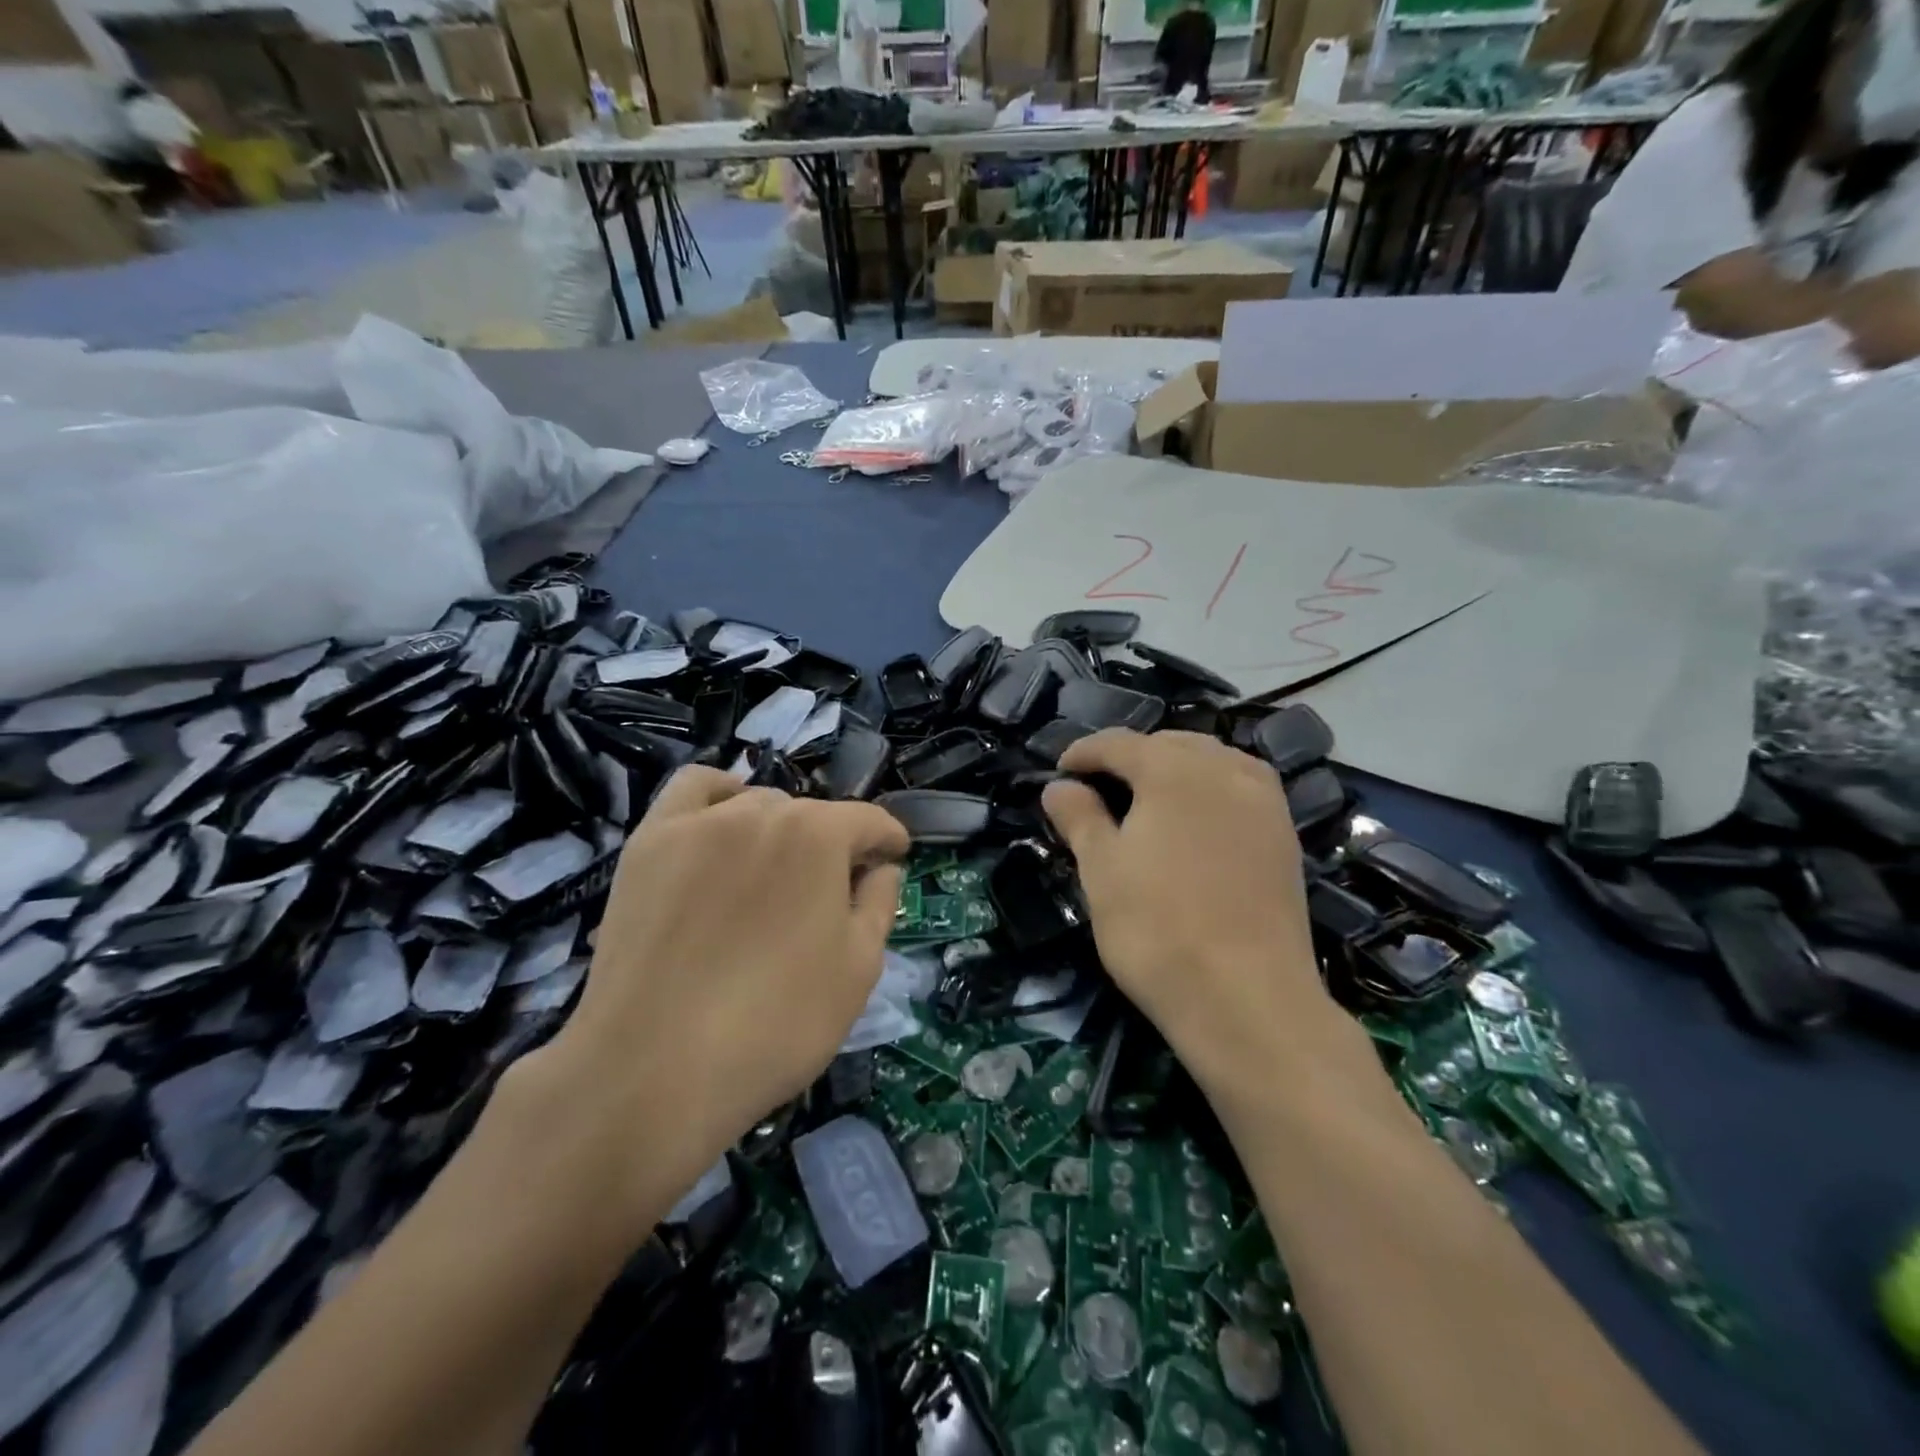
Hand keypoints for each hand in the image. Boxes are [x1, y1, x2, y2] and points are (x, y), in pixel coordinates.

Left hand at [522, 768, 906, 1224]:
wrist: (654, 1069)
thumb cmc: (776, 1024)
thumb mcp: (858, 970)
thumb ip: (880, 904)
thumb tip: (880, 867)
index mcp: (820, 836)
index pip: (869, 821)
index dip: (889, 840)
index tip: (895, 858)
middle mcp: (763, 812)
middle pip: (812, 815)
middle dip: (832, 845)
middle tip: (829, 896)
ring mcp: (700, 823)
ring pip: (757, 804)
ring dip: (779, 829)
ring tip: (772, 876)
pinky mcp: (650, 842)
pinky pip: (693, 789)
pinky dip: (717, 796)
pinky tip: (721, 826)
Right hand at [1042, 730, 1347, 1101]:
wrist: (1247, 997)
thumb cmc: (1157, 928)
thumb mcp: (1101, 869)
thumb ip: (1079, 817)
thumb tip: (1058, 786)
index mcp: (1172, 770)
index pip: (1119, 743)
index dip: (1084, 752)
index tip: (1059, 771)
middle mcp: (1224, 770)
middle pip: (1170, 744)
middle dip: (1131, 756)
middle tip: (1098, 785)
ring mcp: (1263, 802)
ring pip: (1212, 761)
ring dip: (1175, 767)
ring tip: (1148, 798)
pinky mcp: (1284, 836)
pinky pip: (1241, 789)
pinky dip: (1211, 789)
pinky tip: (1198, 819)